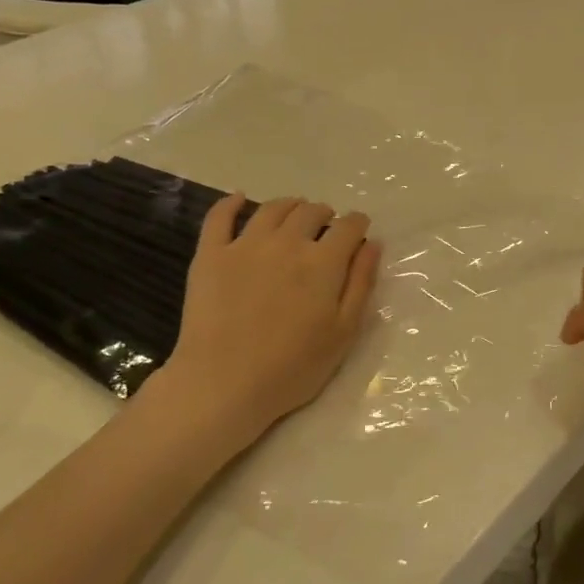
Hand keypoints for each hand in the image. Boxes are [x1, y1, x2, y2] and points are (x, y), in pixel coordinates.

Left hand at [150, 196, 380, 449]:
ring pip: (272, 209)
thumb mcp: (344, 331)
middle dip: (325, 215)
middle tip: (326, 228)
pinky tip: (239, 199)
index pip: (349, 226)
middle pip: (311, 212)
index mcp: (323, 262)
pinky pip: (219, 217)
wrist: (224, 384)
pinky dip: (231, 203)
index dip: (358, 224)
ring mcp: (245, 245)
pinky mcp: (210, 255)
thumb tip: (373, 244)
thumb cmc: (293, 366)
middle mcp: (287, 242)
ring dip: (290, 205)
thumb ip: (361, 283)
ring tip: (295, 214)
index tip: (359, 231)